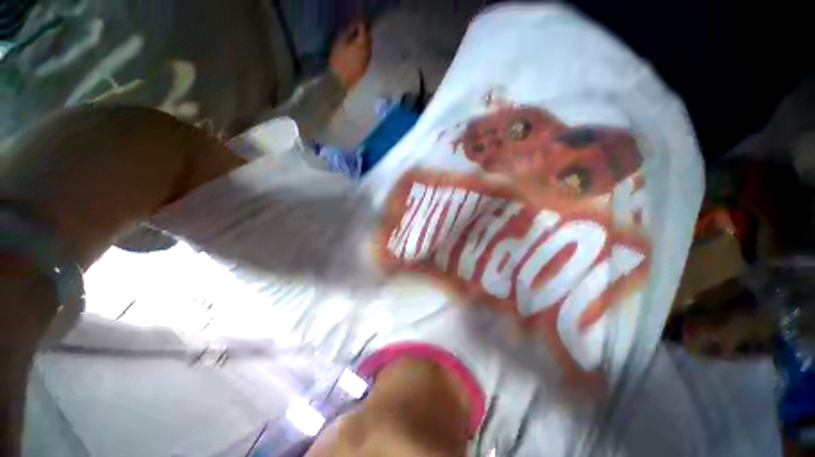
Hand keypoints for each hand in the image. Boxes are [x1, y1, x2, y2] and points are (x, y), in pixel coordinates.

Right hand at [329, 22, 371, 89]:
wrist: (340, 81)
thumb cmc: (337, 61)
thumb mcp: (340, 43)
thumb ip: (348, 34)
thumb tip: (354, 29)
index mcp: (361, 45)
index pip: (364, 31)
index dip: (362, 25)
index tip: (359, 22)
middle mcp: (367, 54)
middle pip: (369, 41)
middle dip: (365, 35)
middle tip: (360, 30)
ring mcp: (367, 63)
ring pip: (369, 50)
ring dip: (366, 44)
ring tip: (359, 41)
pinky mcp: (364, 70)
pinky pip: (367, 58)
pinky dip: (365, 52)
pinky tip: (359, 53)